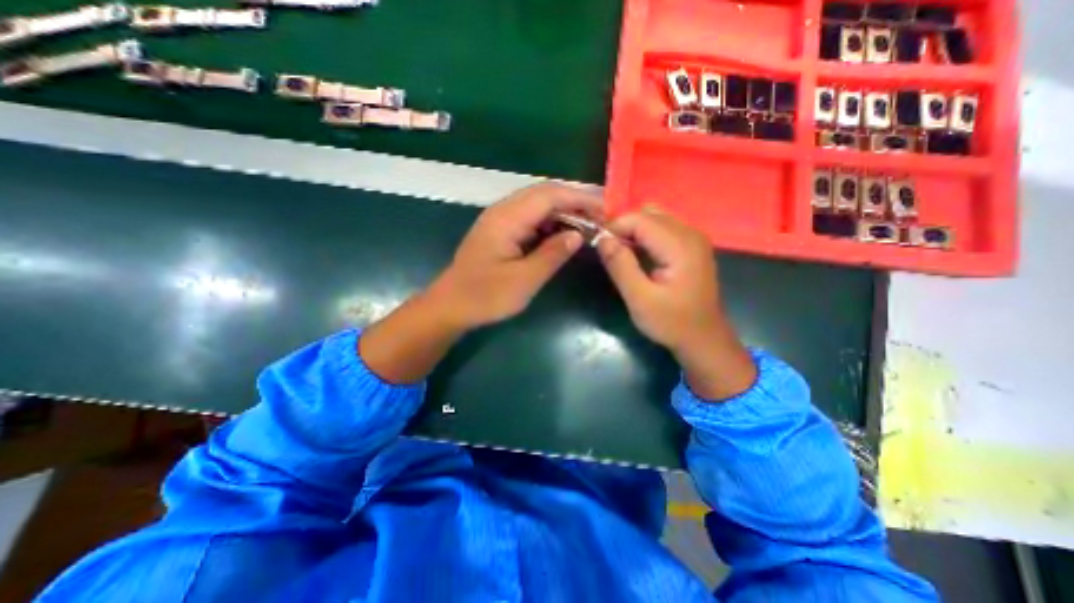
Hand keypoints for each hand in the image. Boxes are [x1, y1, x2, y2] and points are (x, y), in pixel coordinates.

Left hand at [425, 182, 602, 329]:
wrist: (451, 306)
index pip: (550, 195)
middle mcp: (503, 211)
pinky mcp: (502, 232)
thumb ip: (552, 254)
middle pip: (545, 195)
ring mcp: (501, 220)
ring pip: (539, 206)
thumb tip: (578, 235)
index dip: (580, 199)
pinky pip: (531, 219)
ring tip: (588, 226)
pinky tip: (564, 235)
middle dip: (575, 203)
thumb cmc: (485, 296)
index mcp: (507, 218)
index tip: (606, 209)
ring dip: (564, 213)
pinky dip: (551, 224)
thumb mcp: (524, 280)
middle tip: (601, 218)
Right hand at [597, 207, 752, 400]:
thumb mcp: (640, 298)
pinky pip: (662, 228)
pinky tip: (636, 255)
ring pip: (654, 218)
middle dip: (622, 227)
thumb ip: (620, 265)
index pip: (638, 218)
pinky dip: (644, 236)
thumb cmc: (672, 322)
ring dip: (632, 231)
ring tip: (619, 252)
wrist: (703, 339)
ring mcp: (693, 238)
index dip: (613, 227)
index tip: (597, 245)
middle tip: (606, 250)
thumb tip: (602, 239)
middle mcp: (690, 233)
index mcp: (680, 245)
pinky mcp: (691, 246)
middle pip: (647, 214)